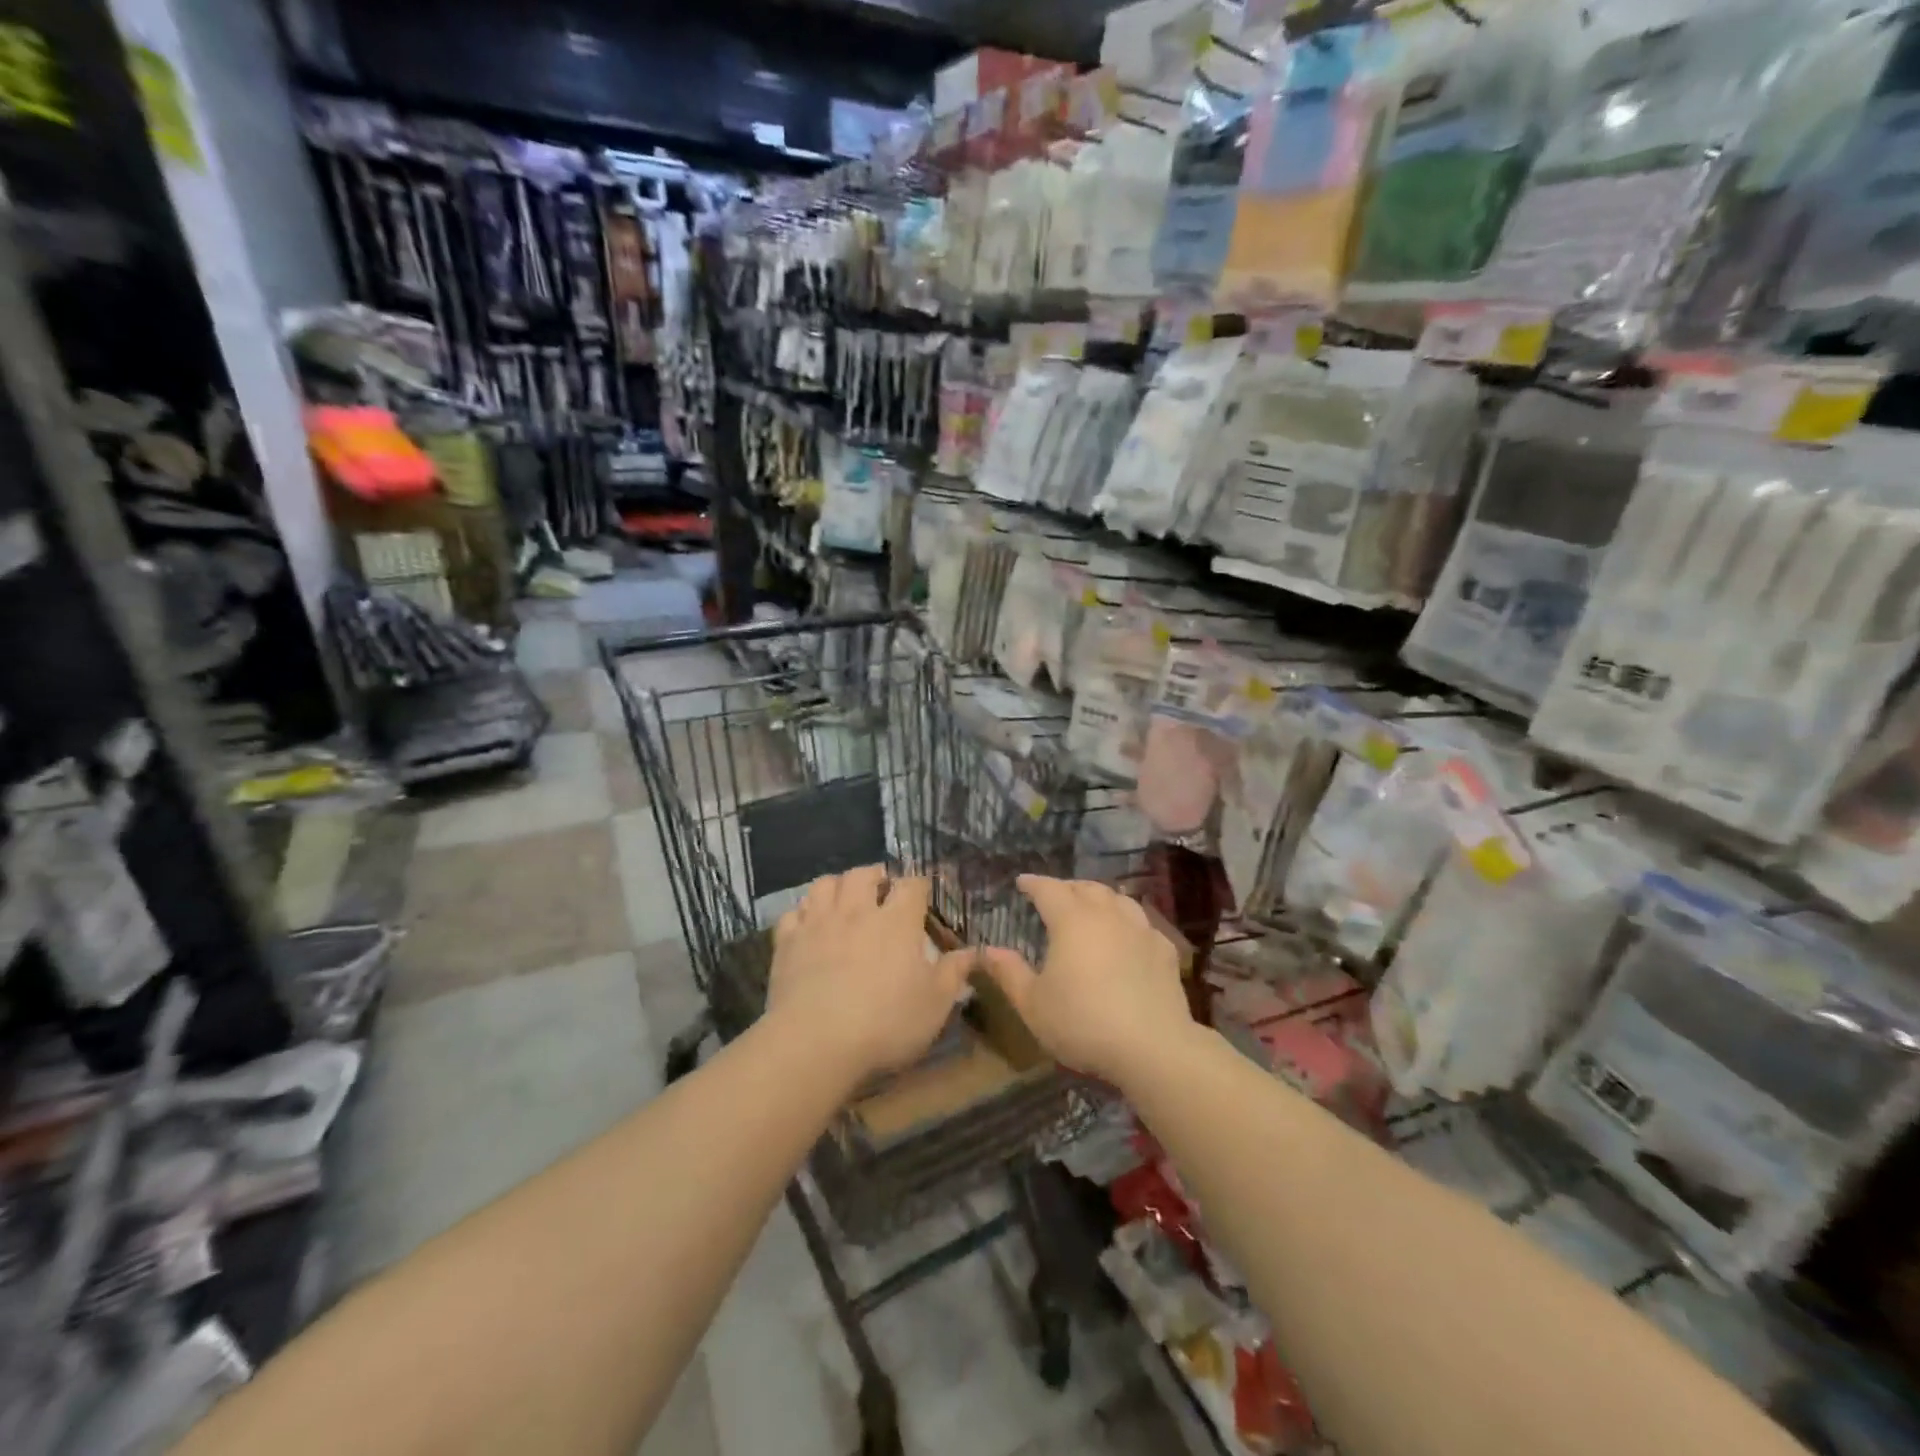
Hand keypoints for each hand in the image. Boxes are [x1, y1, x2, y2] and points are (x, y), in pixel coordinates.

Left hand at [768, 865, 973, 1079]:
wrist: (815, 1043)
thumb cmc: (885, 1023)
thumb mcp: (935, 1004)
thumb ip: (955, 973)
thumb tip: (974, 952)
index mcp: (897, 921)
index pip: (912, 884)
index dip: (920, 884)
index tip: (924, 893)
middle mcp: (857, 911)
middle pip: (864, 873)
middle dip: (875, 876)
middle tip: (881, 892)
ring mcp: (817, 923)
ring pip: (825, 884)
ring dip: (838, 886)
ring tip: (845, 901)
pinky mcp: (786, 942)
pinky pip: (793, 912)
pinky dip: (804, 913)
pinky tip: (809, 926)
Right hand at [979, 876, 1192, 1087]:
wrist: (1152, 1047)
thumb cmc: (1082, 1023)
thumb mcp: (1033, 1004)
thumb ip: (1009, 973)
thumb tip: (988, 950)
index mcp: (1071, 920)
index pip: (1048, 889)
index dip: (1033, 883)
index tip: (1022, 882)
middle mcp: (1107, 914)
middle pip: (1086, 888)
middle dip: (1067, 887)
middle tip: (1054, 896)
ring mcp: (1141, 929)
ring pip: (1118, 899)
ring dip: (1100, 898)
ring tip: (1091, 908)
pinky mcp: (1165, 949)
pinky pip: (1142, 923)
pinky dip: (1127, 922)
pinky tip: (1126, 937)